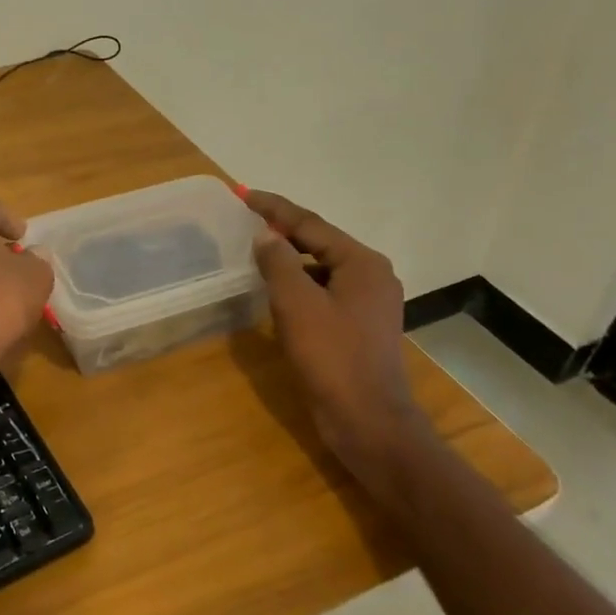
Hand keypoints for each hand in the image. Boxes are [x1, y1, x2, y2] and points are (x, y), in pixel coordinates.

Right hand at [244, 189, 424, 494]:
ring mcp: (369, 303)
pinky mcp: (360, 327)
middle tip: (247, 223)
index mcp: (361, 262)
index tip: (244, 194)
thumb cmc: (332, 357)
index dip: (275, 208)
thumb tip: (265, 236)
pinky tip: (276, 295)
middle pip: (319, 243)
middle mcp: (371, 275)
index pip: (310, 224)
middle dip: (283, 232)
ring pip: (321, 270)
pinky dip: (300, 287)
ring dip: (290, 261)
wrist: (367, 419)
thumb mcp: (297, 304)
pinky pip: (325, 293)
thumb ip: (278, 263)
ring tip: (256, 255)